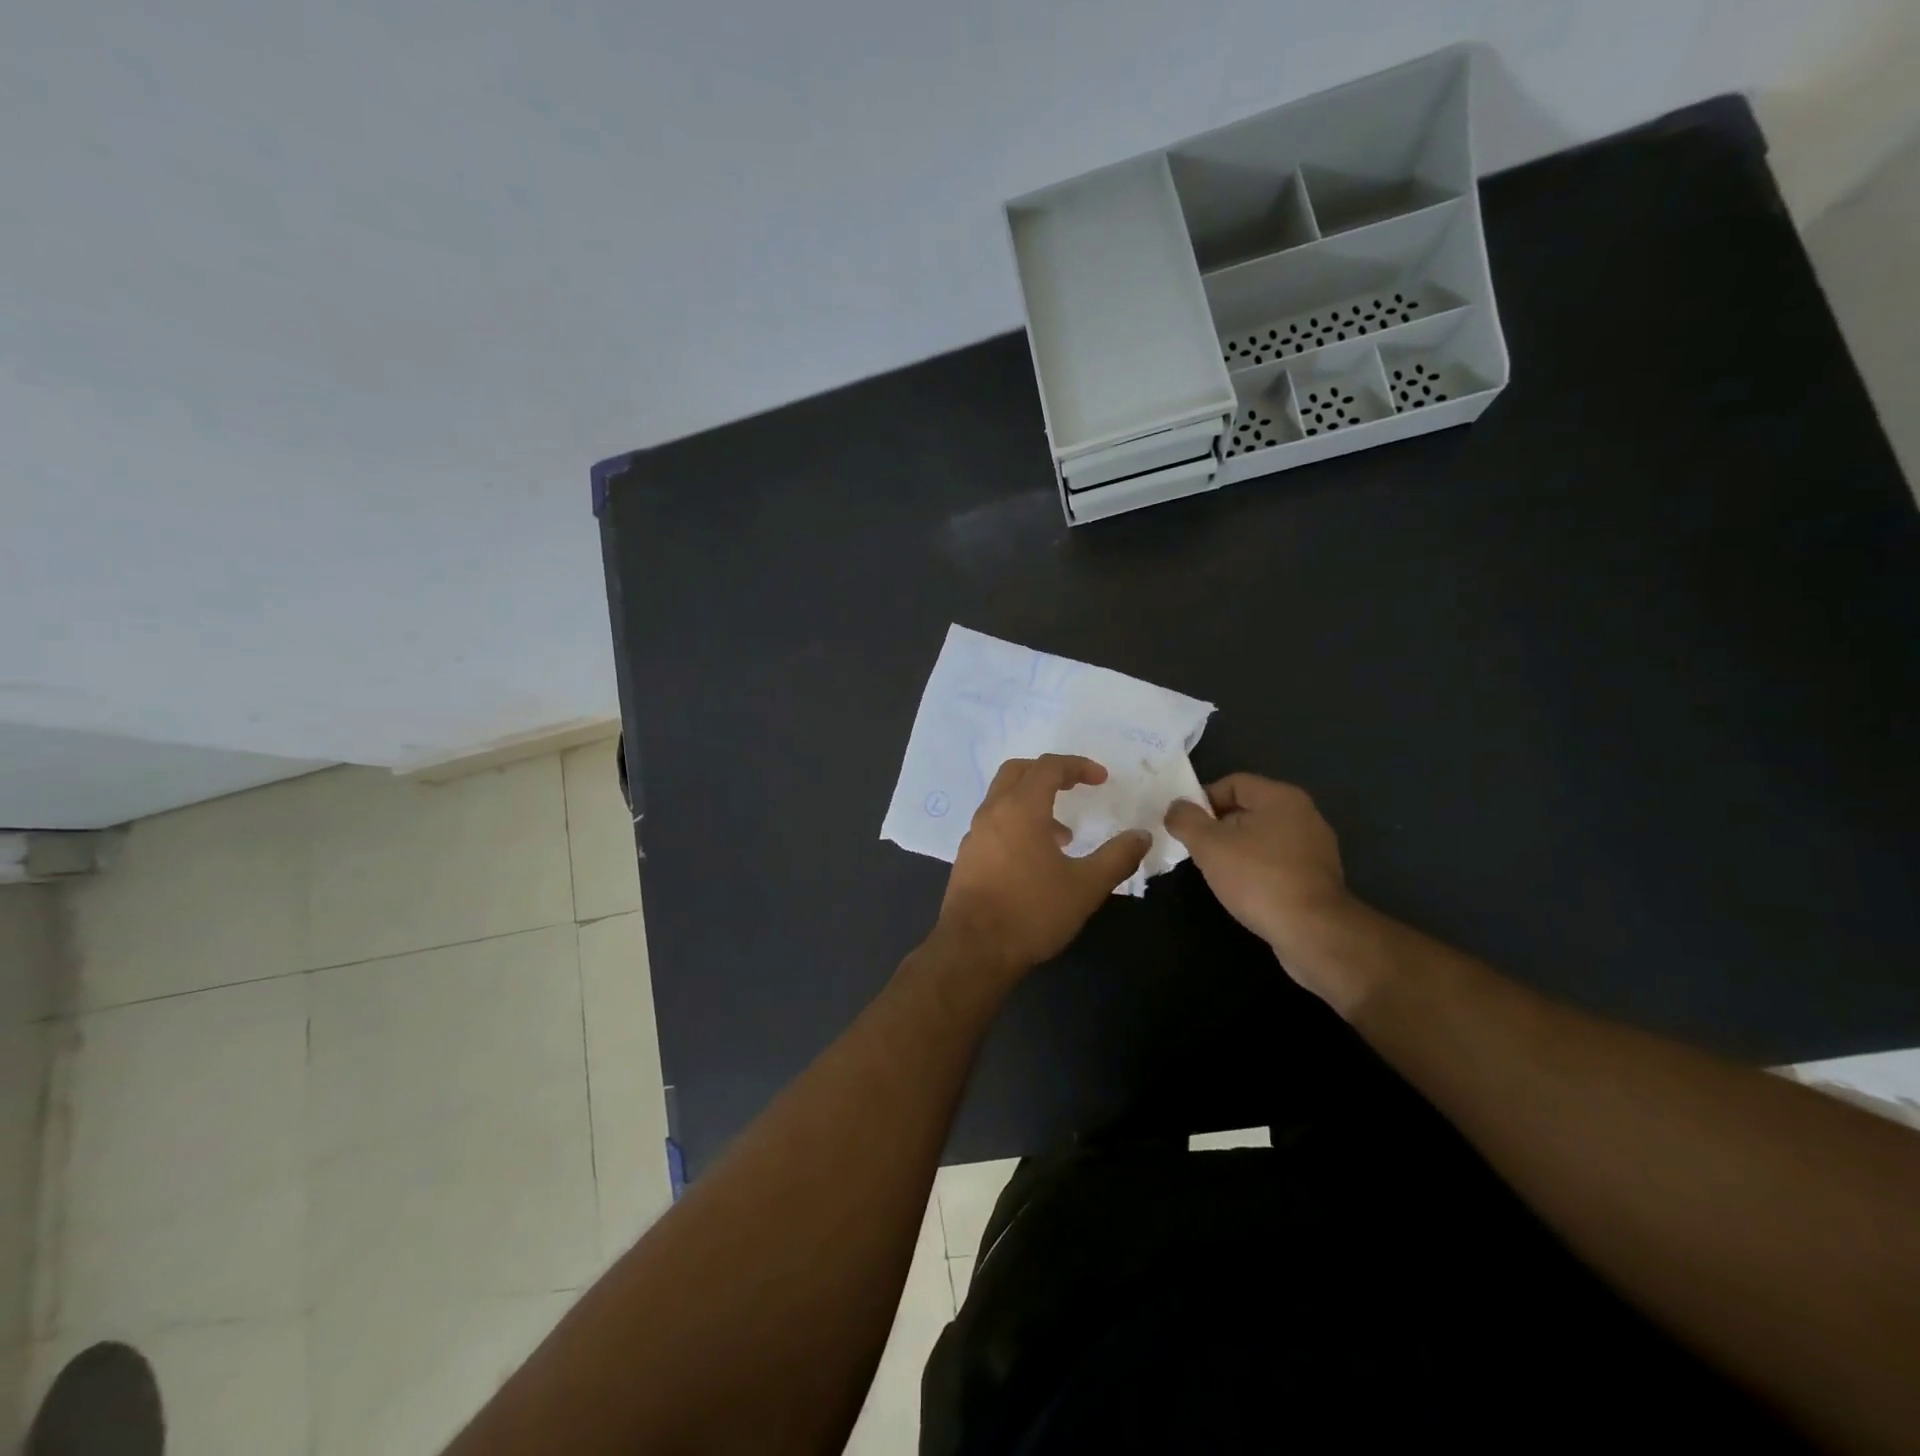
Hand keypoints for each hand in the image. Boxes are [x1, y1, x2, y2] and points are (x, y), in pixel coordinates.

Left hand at [933, 755, 1150, 978]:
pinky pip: (993, 822)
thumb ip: (1117, 857)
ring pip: (1002, 797)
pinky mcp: (966, 856)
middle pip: (1018, 771)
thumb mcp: (1086, 887)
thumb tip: (1142, 836)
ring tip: (1063, 835)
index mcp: (1021, 808)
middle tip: (1076, 787)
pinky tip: (1034, 859)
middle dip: (1049, 772)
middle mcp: (992, 812)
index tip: (1102, 779)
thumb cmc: (1032, 912)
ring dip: (1033, 801)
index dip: (1078, 766)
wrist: (973, 950)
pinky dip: (1016, 822)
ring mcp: (974, 834)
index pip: (1049, 767)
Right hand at [1164, 773, 1353, 980]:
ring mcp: (1315, 847)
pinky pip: (1278, 861)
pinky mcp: (1319, 876)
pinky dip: (1257, 869)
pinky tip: (1245, 890)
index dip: (1203, 800)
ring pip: (1262, 837)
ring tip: (1217, 873)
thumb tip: (1176, 808)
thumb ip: (1185, 819)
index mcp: (1280, 797)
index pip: (1232, 783)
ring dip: (1236, 850)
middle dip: (1218, 827)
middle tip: (1197, 851)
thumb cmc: (1258, 878)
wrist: (1312, 932)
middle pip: (1247, 809)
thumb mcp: (1208, 845)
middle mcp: (1303, 814)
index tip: (1186, 826)